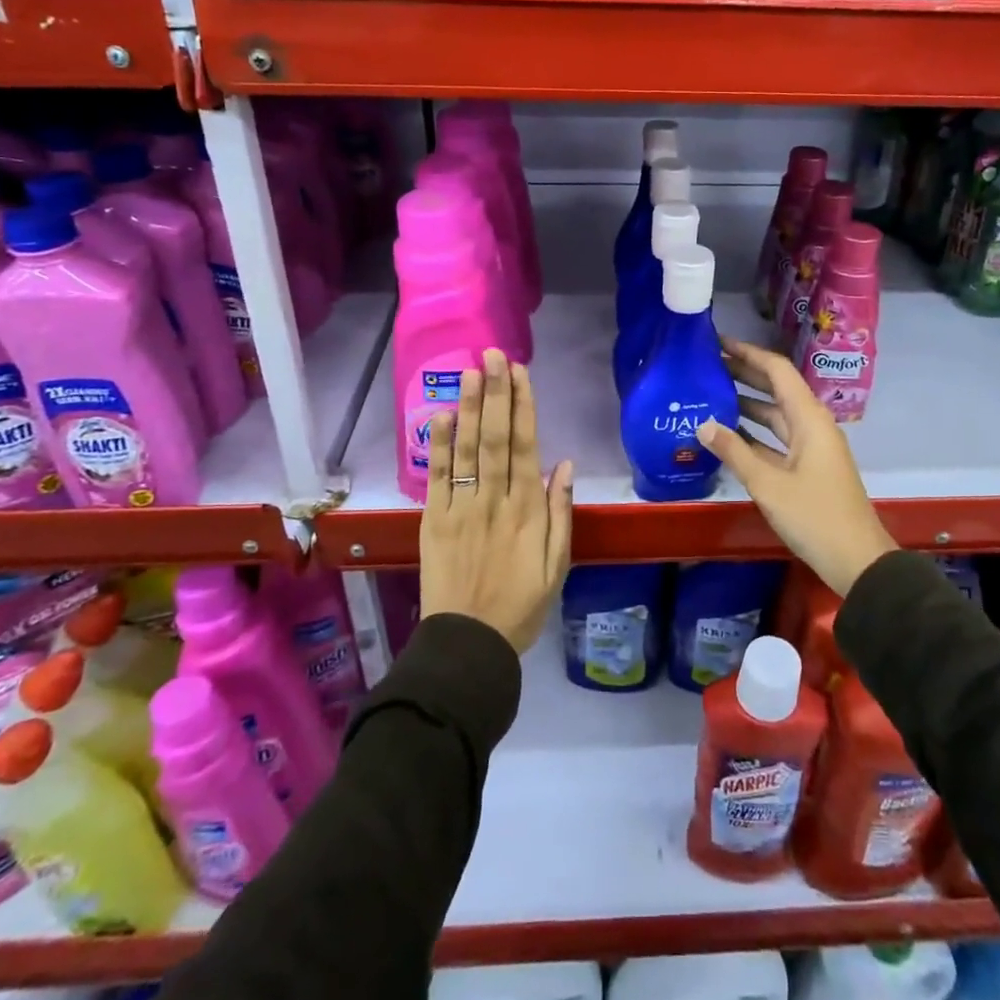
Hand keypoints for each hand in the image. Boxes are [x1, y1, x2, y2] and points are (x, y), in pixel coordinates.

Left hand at [420, 349, 573, 653]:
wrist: (468, 645)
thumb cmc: (521, 606)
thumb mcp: (557, 566)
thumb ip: (561, 513)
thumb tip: (565, 465)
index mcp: (528, 510)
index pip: (525, 446)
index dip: (523, 406)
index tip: (520, 373)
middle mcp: (494, 500)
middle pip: (495, 438)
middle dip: (496, 393)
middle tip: (493, 355)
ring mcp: (461, 508)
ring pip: (467, 450)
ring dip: (468, 408)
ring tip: (469, 372)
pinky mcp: (434, 521)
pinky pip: (437, 477)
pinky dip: (438, 446)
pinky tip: (439, 416)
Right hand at [698, 336, 895, 595]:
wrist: (857, 561)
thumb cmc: (814, 516)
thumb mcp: (768, 484)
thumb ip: (734, 451)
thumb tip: (702, 423)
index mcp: (809, 418)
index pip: (777, 371)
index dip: (748, 354)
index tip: (718, 343)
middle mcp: (812, 424)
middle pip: (776, 389)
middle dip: (744, 374)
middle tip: (707, 365)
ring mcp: (812, 446)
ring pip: (776, 415)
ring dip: (747, 403)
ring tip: (711, 394)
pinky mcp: (808, 467)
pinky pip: (777, 438)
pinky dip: (754, 432)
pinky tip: (728, 434)